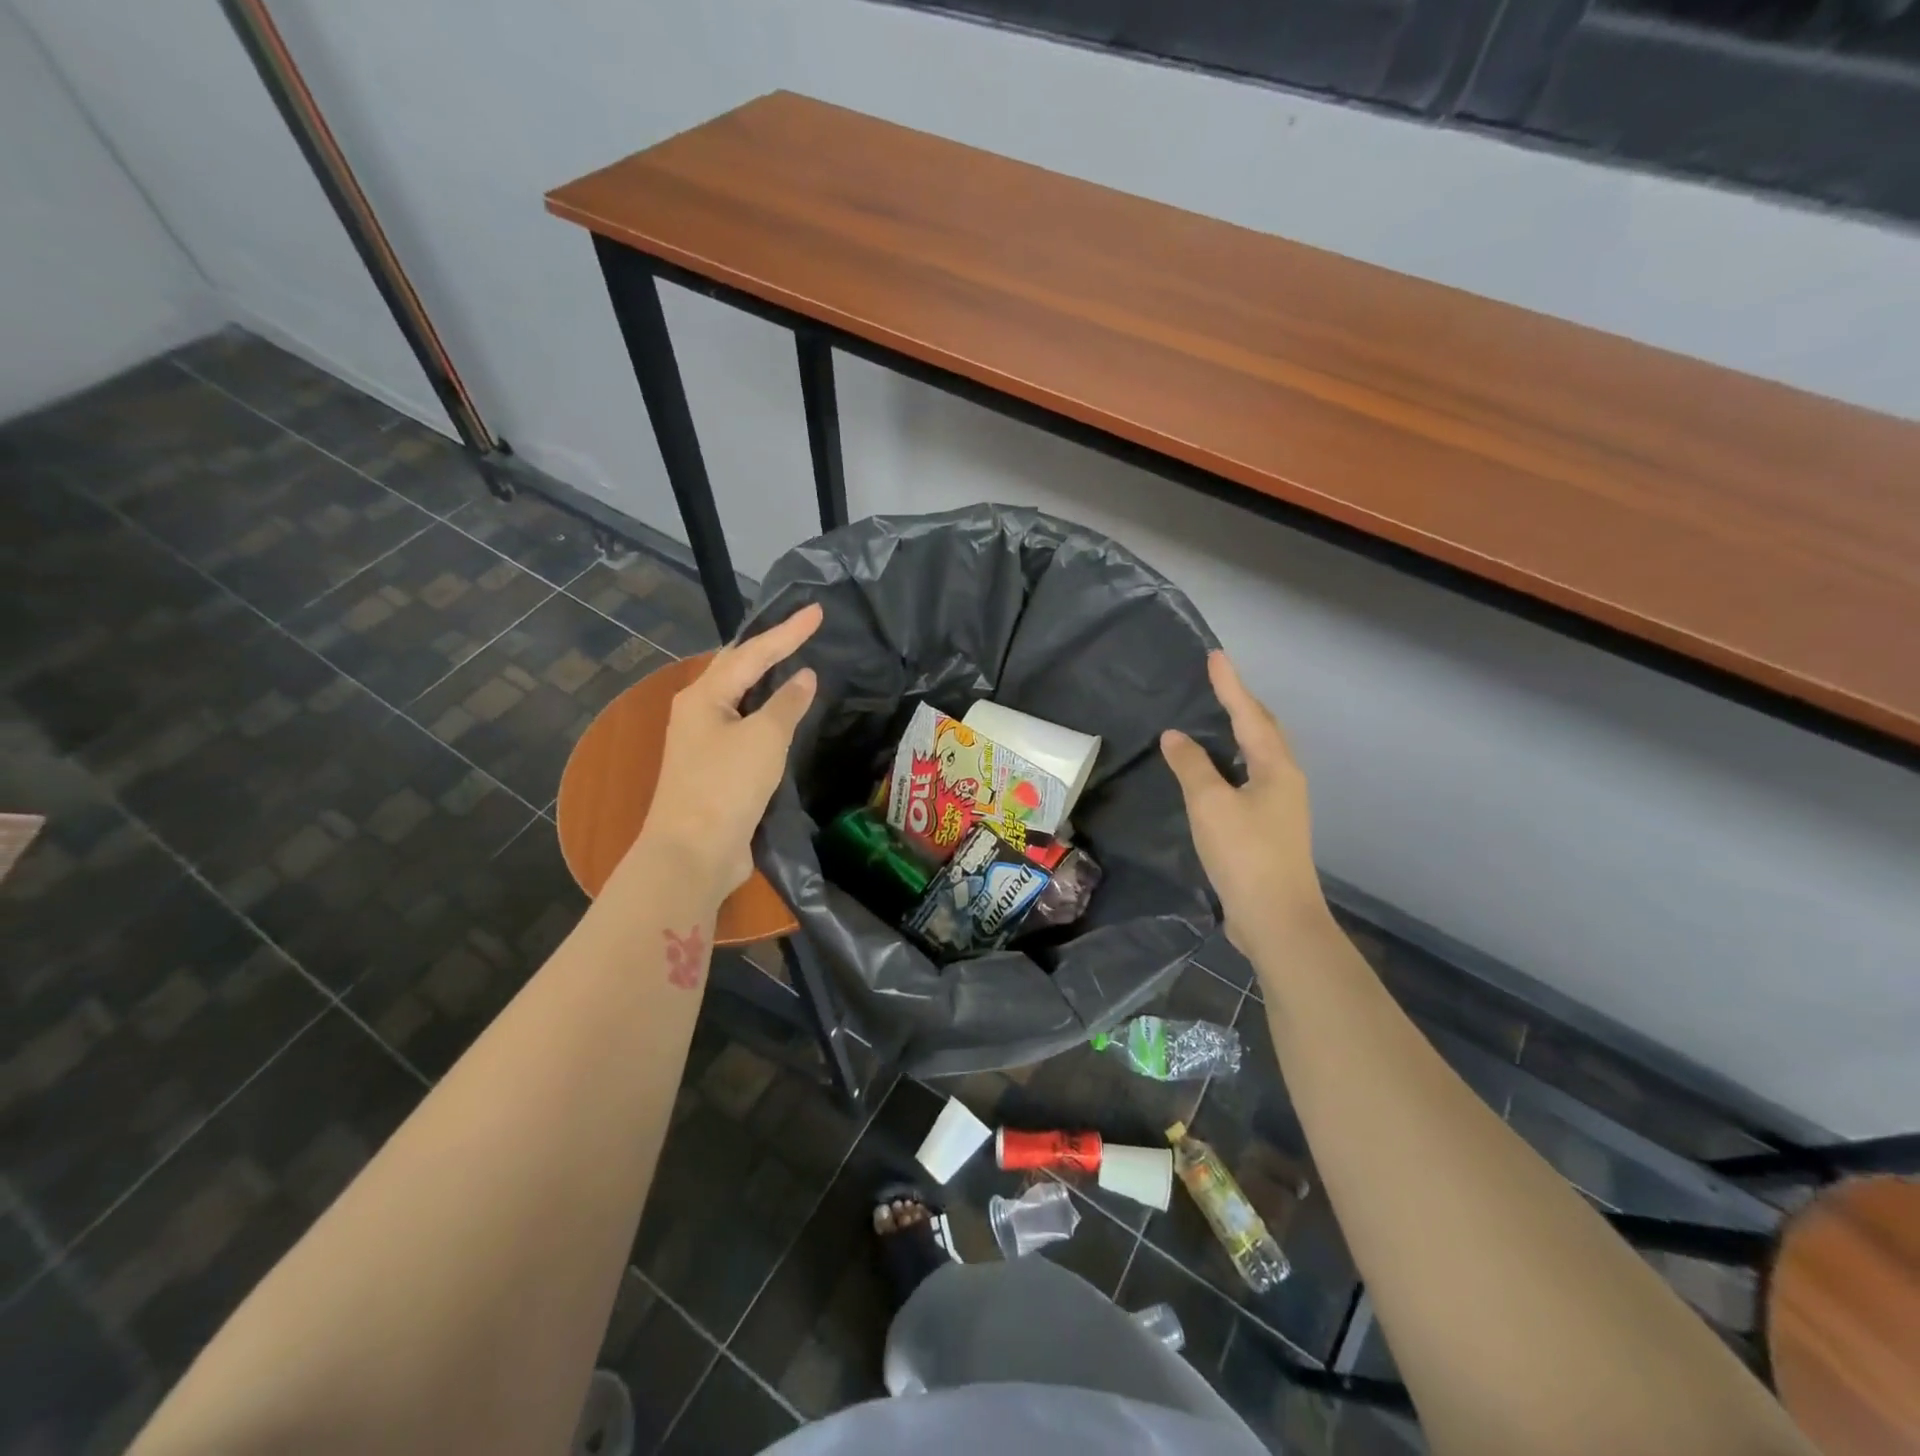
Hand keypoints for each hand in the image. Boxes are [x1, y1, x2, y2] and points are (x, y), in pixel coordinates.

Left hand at [628, 603, 822, 899]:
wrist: (693, 852)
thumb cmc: (726, 786)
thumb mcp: (764, 738)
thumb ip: (787, 703)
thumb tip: (804, 677)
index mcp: (704, 696)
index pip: (753, 653)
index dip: (788, 632)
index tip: (818, 611)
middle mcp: (698, 712)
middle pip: (737, 669)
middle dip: (770, 649)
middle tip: (801, 631)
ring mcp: (703, 742)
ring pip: (740, 699)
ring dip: (766, 681)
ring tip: (795, 663)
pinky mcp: (715, 769)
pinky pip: (745, 727)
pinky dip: (766, 714)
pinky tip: (784, 716)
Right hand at [1161, 651, 1327, 956]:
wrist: (1276, 918)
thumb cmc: (1245, 854)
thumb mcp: (1210, 804)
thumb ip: (1192, 766)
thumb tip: (1175, 736)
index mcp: (1275, 767)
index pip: (1249, 715)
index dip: (1230, 685)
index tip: (1215, 656)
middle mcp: (1284, 779)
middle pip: (1264, 731)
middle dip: (1243, 704)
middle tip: (1219, 683)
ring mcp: (1281, 806)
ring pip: (1260, 756)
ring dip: (1241, 732)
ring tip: (1218, 718)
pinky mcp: (1269, 828)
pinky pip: (1251, 778)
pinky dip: (1234, 762)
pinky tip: (1217, 772)